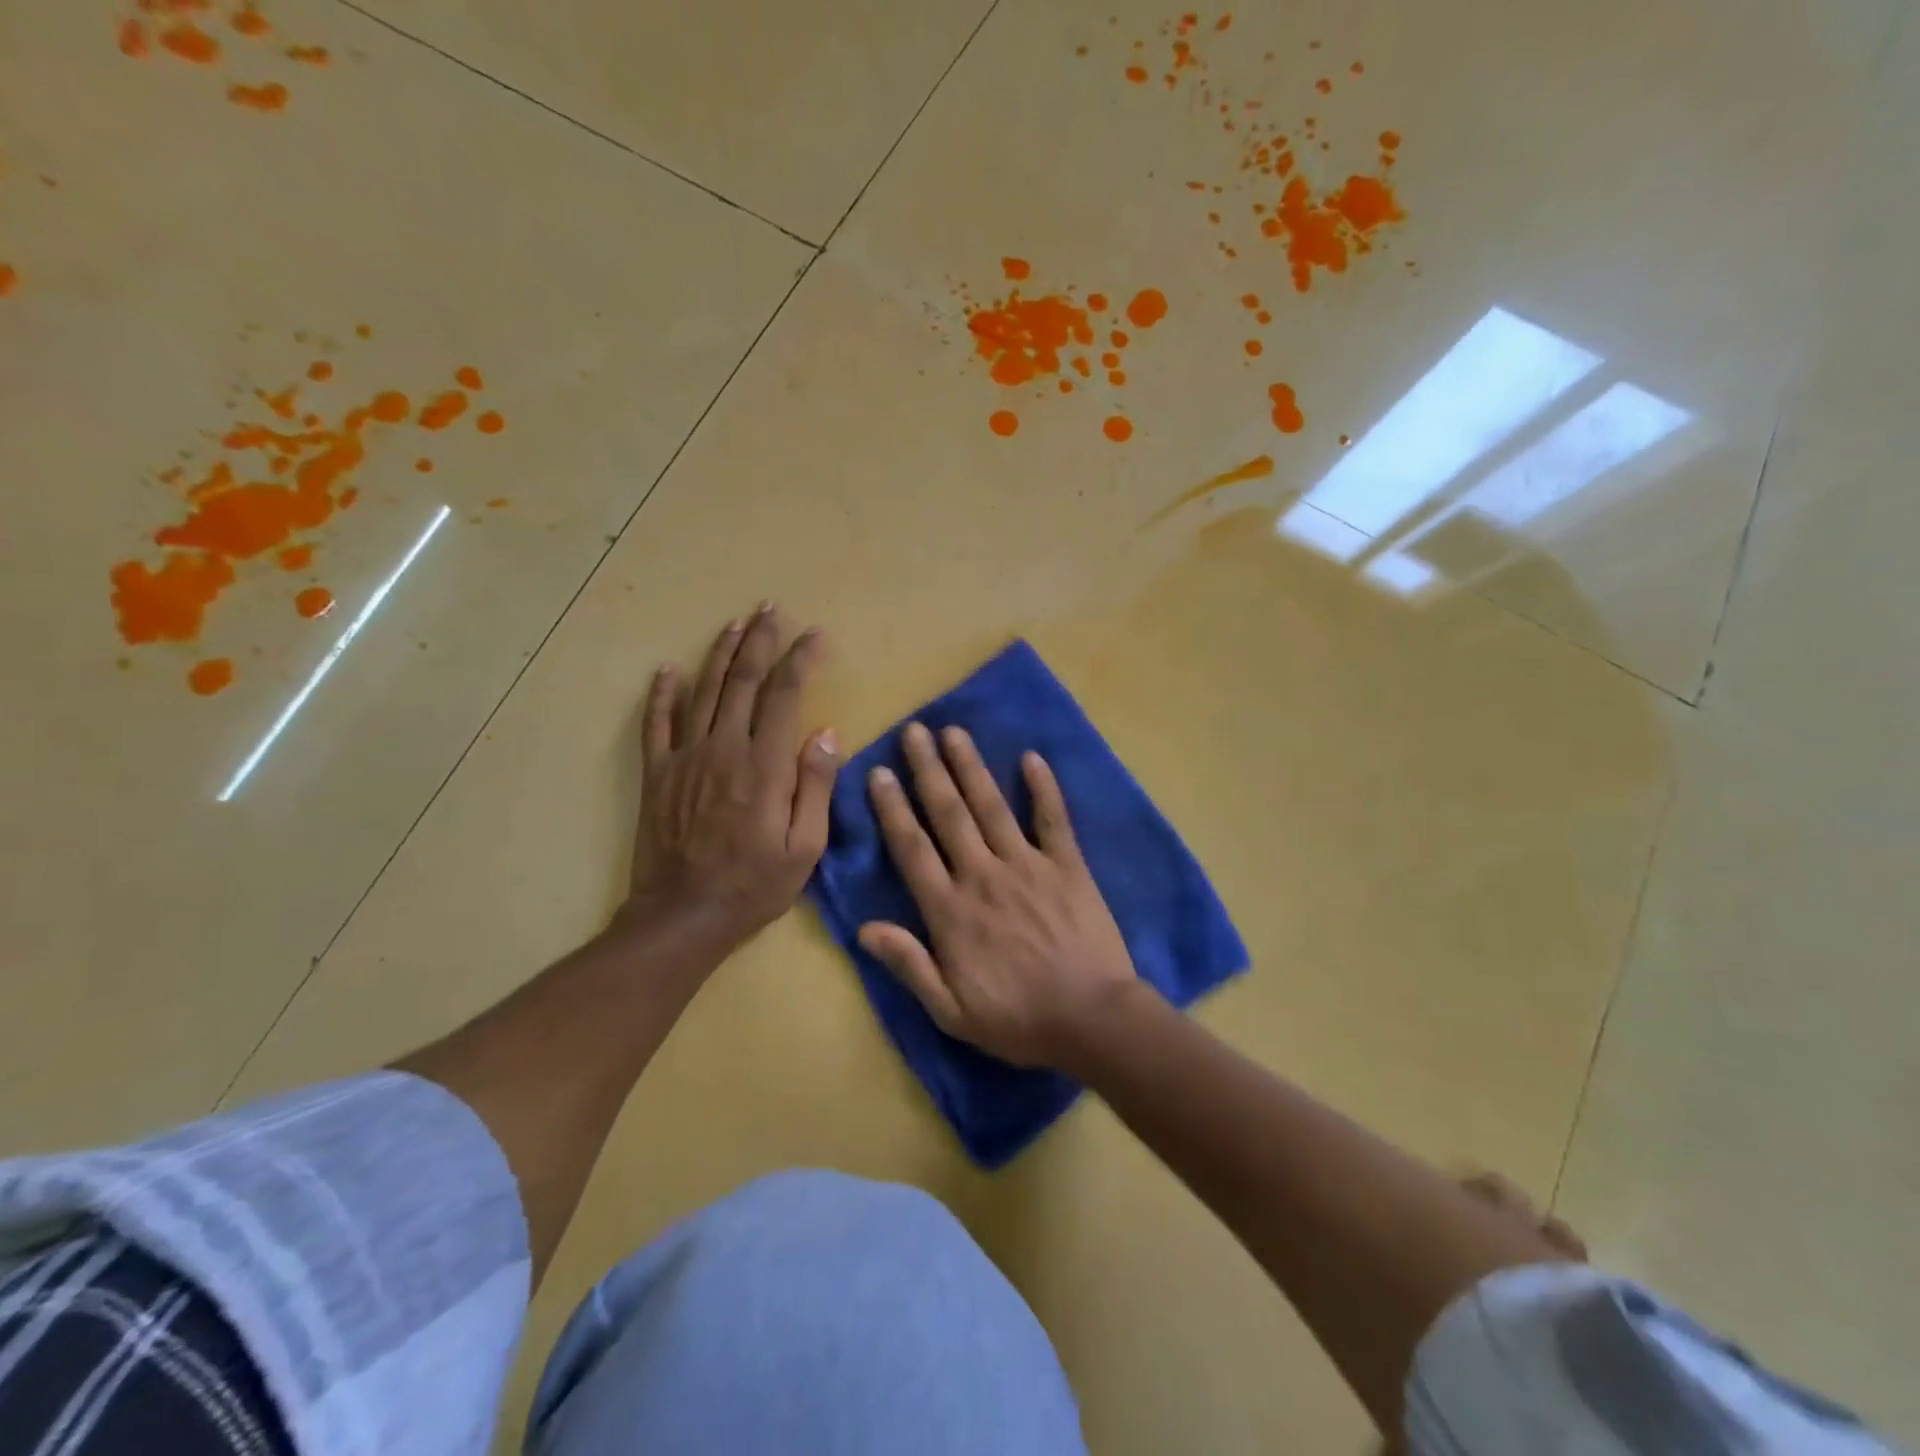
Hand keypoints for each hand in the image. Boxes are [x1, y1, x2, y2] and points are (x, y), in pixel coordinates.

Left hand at [622, 605, 838, 949]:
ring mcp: (685, 758)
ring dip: (720, 653)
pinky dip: (662, 694)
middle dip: (760, 641)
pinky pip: (657, 724)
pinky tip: (668, 669)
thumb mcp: (805, 847)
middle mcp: (724, 749)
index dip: (801, 660)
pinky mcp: (658, 774)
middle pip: (743, 681)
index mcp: (765, 766)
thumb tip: (825, 732)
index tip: (815, 636)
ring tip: (735, 624)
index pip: (785, 695)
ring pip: (704, 691)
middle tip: (771, 609)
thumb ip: (815, 786)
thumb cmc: (754, 886)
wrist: (682, 916)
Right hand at [859, 722, 1140, 1067]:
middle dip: (928, 769)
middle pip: (948, 813)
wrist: (1091, 1020)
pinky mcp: (1067, 866)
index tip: (879, 772)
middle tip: (914, 731)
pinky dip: (1043, 788)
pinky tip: (1032, 758)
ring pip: (991, 806)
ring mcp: (1027, 865)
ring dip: (971, 766)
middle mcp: (983, 875)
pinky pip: (1053, 819)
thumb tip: (864, 928)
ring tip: (954, 732)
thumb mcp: (950, 1010)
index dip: (893, 808)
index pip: (912, 848)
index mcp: (951, 910)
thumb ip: (908, 965)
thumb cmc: (1017, 1019)